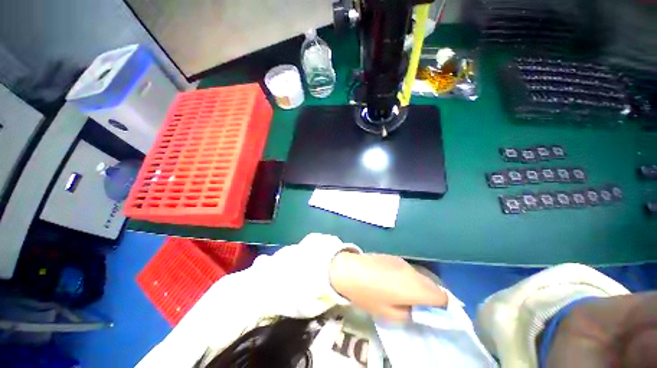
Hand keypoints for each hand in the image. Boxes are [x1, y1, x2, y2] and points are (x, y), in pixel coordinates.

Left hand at [329, 251, 447, 321]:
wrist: (350, 270)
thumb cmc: (368, 295)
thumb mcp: (389, 314)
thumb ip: (410, 313)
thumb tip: (420, 311)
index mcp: (415, 287)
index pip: (442, 297)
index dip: (442, 307)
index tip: (432, 313)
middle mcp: (413, 272)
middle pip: (433, 285)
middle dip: (431, 297)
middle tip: (418, 306)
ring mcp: (404, 262)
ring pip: (421, 276)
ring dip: (419, 286)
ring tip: (405, 294)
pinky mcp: (395, 257)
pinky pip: (409, 270)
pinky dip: (409, 278)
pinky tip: (394, 281)